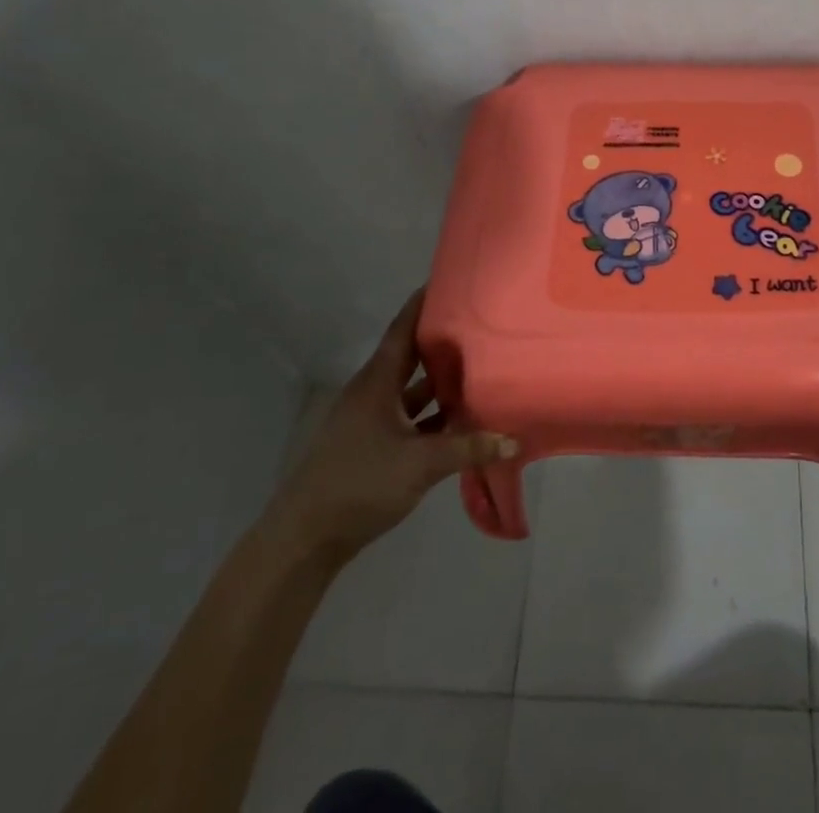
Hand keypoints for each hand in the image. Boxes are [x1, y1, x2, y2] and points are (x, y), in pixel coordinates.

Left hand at [263, 287, 517, 564]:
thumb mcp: (420, 464)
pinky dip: (431, 414)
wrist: (304, 539)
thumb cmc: (360, 484)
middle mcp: (372, 392)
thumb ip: (468, 448)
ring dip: (438, 381)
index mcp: (377, 382)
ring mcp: (369, 420)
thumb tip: (514, 438)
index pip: (403, 329)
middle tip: (478, 322)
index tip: (449, 280)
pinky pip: (407, 417)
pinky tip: (458, 419)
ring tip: (477, 366)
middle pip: (410, 356)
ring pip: (410, 389)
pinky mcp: (370, 445)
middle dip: (441, 339)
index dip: (423, 303)